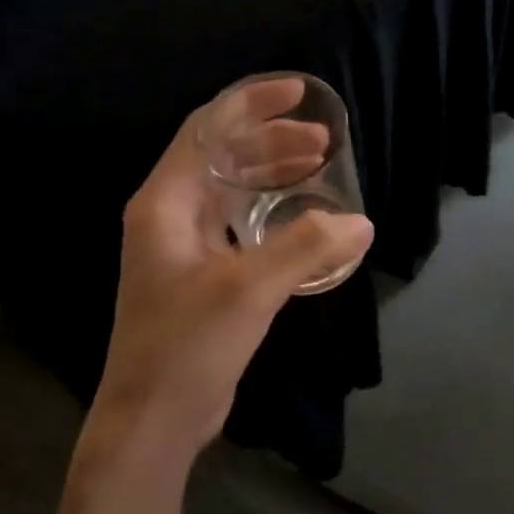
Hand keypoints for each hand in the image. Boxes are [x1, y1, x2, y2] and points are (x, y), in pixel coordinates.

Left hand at [86, 93, 374, 461]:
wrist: (152, 420)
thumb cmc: (188, 345)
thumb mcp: (249, 289)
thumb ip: (306, 248)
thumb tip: (360, 222)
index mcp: (165, 203)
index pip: (208, 130)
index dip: (252, 104)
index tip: (298, 93)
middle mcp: (169, 216)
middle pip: (222, 156)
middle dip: (271, 141)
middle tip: (322, 142)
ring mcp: (183, 248)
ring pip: (231, 191)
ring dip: (272, 175)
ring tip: (318, 168)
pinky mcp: (200, 277)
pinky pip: (239, 226)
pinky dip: (271, 213)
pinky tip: (303, 221)